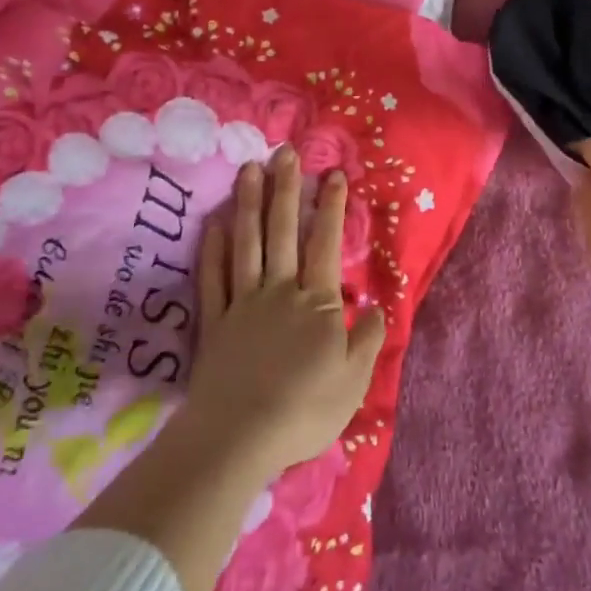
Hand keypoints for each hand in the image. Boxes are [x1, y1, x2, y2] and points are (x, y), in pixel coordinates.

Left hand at [185, 147, 385, 479]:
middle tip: (286, 152)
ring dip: (249, 204)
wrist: (238, 438)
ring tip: (250, 169)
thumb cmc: (305, 409)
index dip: (332, 208)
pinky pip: (213, 279)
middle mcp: (279, 291)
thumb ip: (368, 338)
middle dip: (287, 189)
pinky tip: (214, 223)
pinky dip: (212, 249)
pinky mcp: (214, 324)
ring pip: (247, 244)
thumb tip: (378, 304)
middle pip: (282, 232)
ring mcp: (243, 304)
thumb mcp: (354, 380)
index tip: (334, 174)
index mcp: (317, 302)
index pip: (326, 244)